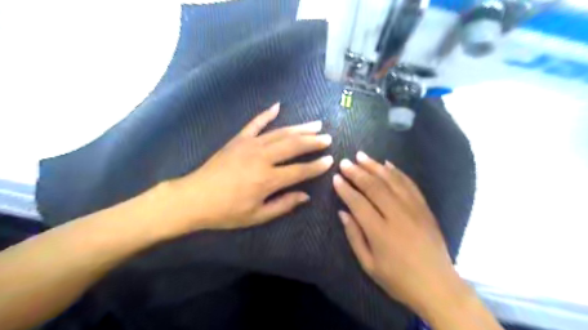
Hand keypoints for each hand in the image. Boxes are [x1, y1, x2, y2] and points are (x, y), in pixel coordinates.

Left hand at [169, 104, 334, 230]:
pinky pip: (255, 123)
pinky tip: (278, 106)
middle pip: (294, 146)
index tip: (330, 160)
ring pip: (280, 132)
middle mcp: (262, 157)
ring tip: (315, 124)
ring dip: (299, 128)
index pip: (300, 170)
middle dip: (313, 141)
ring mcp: (249, 145)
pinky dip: (267, 114)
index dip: (317, 166)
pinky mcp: (238, 139)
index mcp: (268, 179)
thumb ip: (283, 205)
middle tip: (327, 138)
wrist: (193, 198)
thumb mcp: (257, 216)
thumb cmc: (226, 212)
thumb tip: (306, 196)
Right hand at [332, 153, 471, 316]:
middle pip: (374, 187)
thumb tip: (342, 212)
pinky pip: (410, 185)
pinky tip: (387, 164)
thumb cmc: (398, 279)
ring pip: (391, 181)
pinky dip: (398, 172)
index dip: (345, 189)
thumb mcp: (368, 264)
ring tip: (362, 156)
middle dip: (357, 172)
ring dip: (375, 167)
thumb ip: (354, 236)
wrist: (438, 286)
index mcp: (380, 232)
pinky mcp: (425, 208)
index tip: (336, 177)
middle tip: (345, 162)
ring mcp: (414, 209)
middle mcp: (397, 215)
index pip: (358, 203)